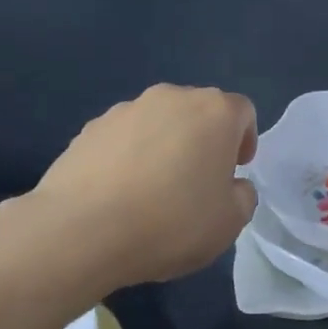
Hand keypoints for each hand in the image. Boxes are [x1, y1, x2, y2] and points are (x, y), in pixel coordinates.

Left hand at [33, 84, 258, 288]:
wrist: (84, 230)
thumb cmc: (172, 223)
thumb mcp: (230, 222)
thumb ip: (242, 196)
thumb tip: (232, 185)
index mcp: (214, 112)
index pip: (242, 112)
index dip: (243, 140)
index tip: (234, 171)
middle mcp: (170, 98)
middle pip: (197, 112)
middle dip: (203, 141)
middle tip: (197, 183)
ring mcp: (124, 110)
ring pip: (157, 123)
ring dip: (164, 147)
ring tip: (153, 192)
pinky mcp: (89, 129)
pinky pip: (122, 139)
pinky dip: (128, 158)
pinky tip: (120, 195)